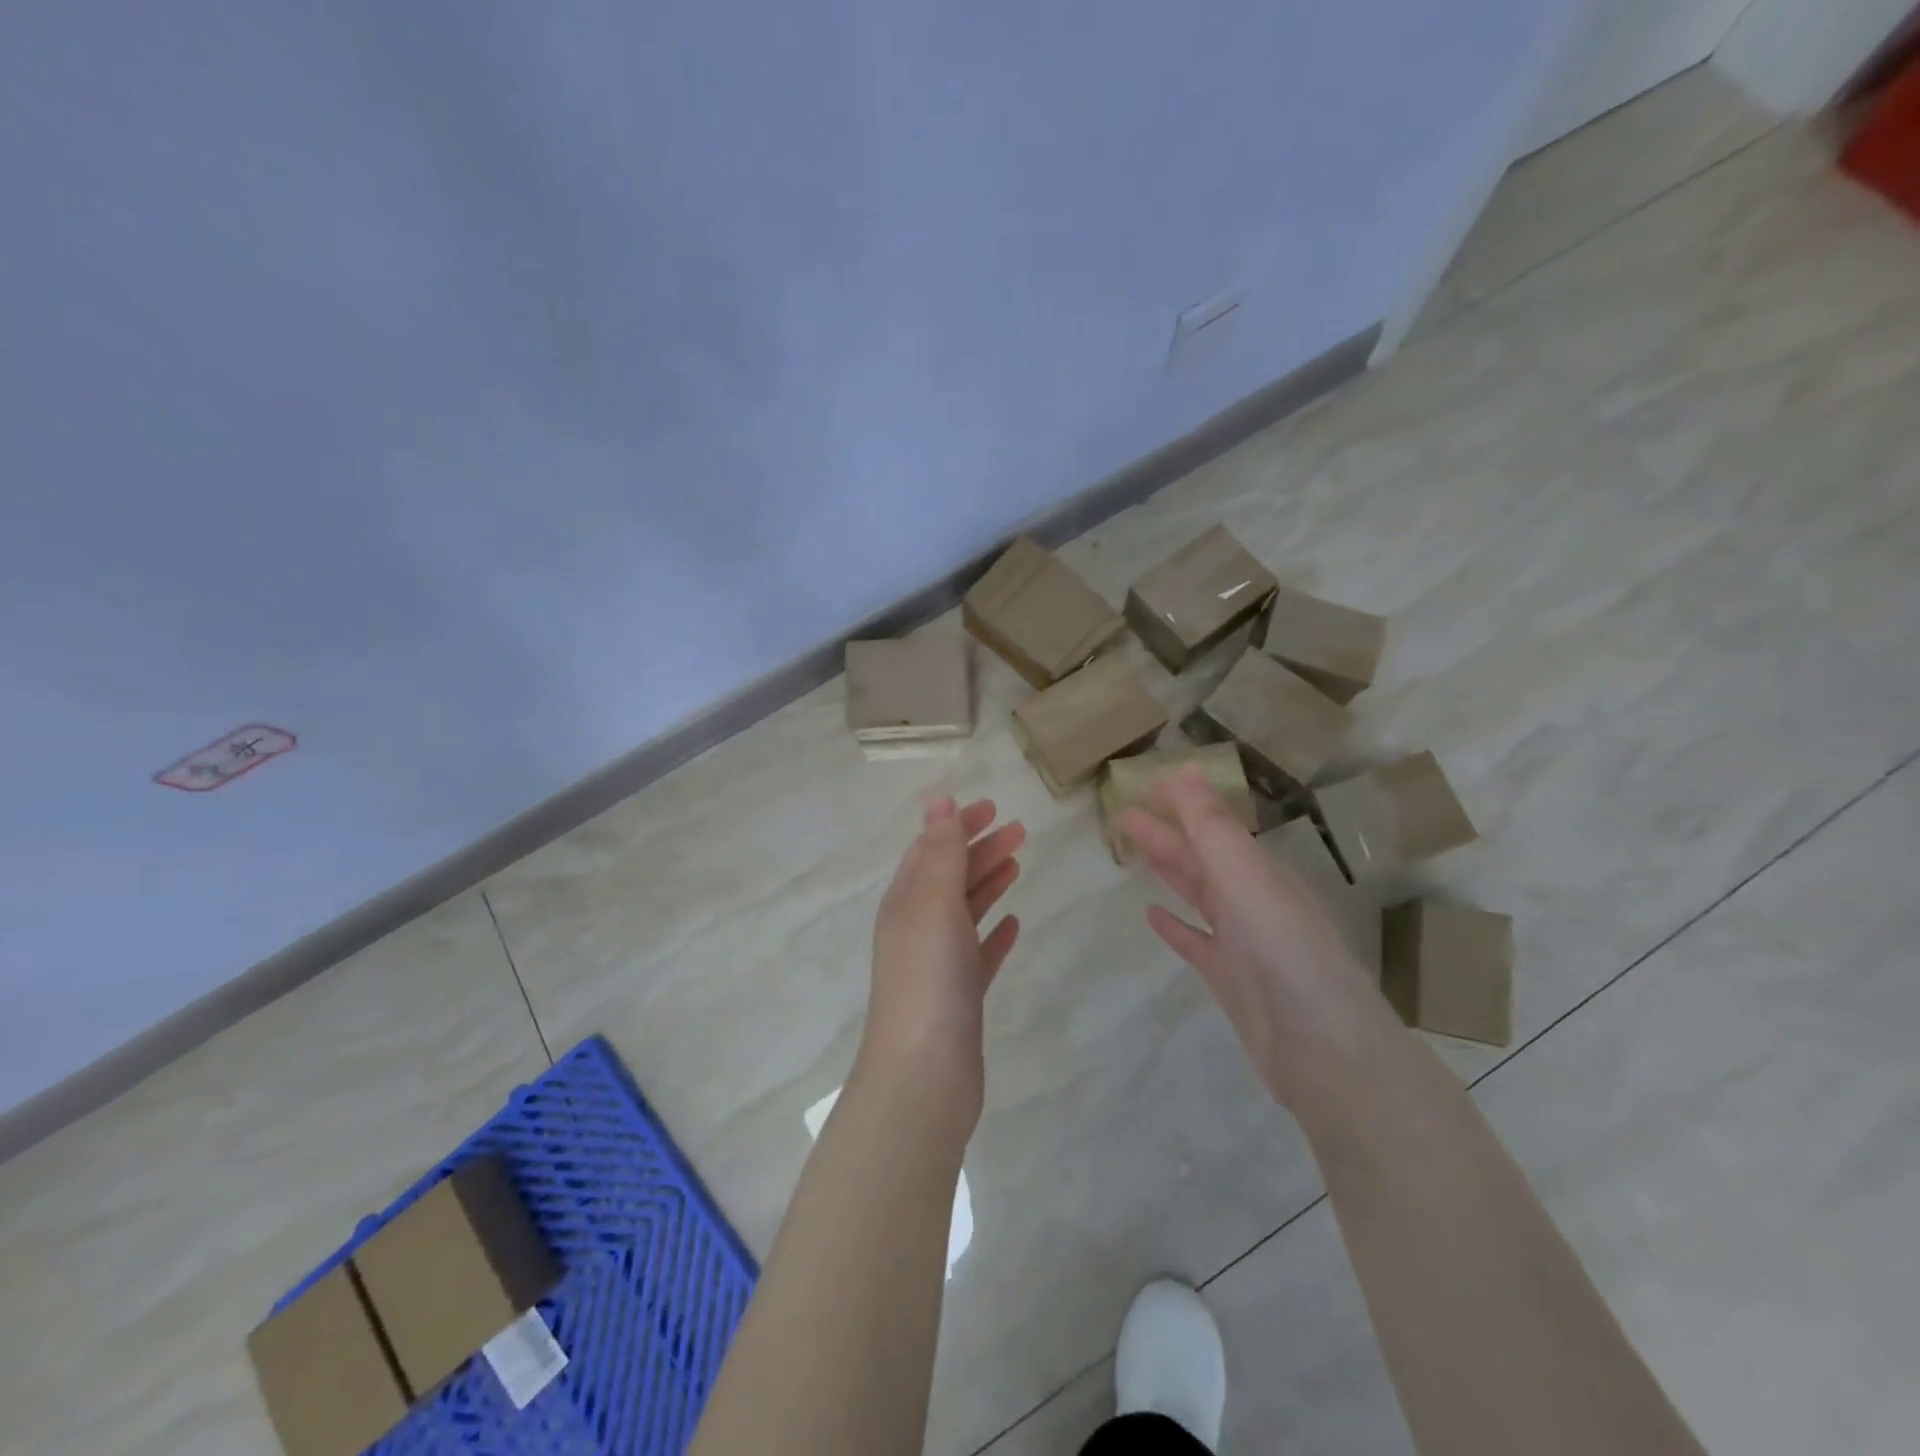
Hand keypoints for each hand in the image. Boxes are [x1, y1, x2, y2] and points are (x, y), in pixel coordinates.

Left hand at [855, 796, 1023, 1137]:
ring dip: (988, 884)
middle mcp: (917, 928)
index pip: (931, 849)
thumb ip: (941, 852)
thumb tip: (939, 800)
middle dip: (980, 849)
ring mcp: (937, 964)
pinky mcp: (959, 997)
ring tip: (1018, 863)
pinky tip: (1014, 925)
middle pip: (950, 877)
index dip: (958, 825)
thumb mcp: (934, 904)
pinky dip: (994, 934)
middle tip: (1020, 830)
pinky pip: (978, 953)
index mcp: (905, 902)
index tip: (993, 806)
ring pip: (964, 912)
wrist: (923, 1074)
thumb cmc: (928, 977)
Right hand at [1114, 766, 1391, 1108]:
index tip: (1144, 784)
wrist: (1317, 1043)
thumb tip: (1185, 769)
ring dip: (1167, 869)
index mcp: (1260, 869)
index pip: (1214, 824)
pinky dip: (1175, 925)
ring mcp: (1242, 940)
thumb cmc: (1279, 945)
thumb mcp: (1243, 873)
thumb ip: (1209, 824)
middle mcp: (1253, 898)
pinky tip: (1151, 915)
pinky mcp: (1230, 977)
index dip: (1181, 803)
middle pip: (1200, 856)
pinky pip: (1196, 941)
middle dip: (1163, 833)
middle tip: (1120, 815)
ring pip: (1197, 893)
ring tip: (1133, 850)